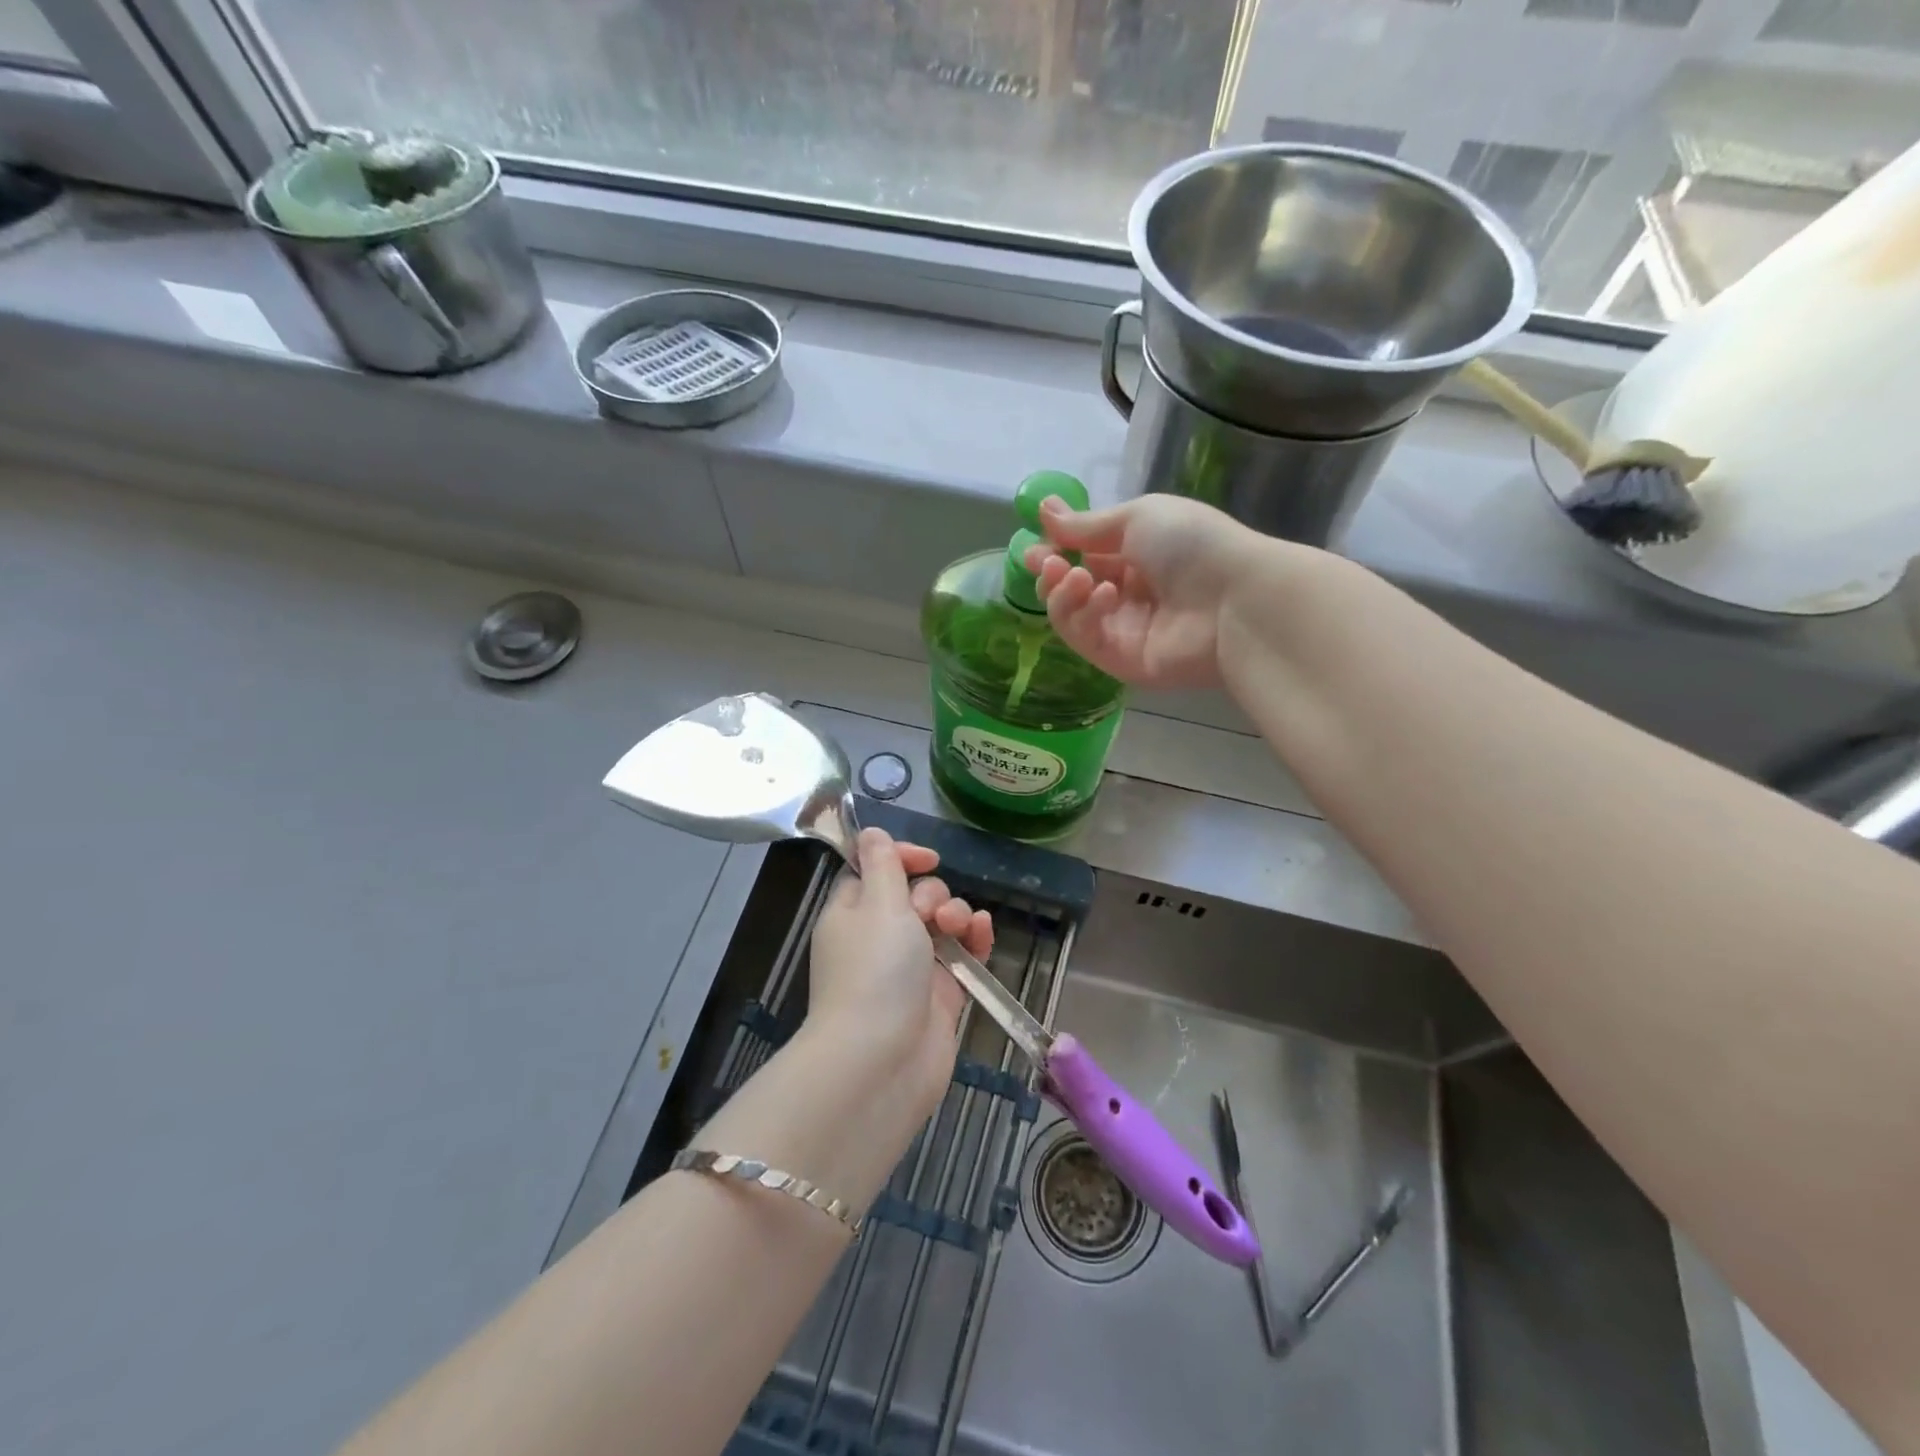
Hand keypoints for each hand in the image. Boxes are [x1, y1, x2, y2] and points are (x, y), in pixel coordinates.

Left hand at [807, 829, 993, 1117]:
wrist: (883, 1062)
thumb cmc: (875, 972)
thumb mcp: (877, 905)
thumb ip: (882, 864)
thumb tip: (870, 832)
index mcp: (852, 912)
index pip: (875, 869)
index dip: (901, 857)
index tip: (926, 858)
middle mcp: (879, 936)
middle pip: (914, 893)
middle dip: (932, 893)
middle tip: (930, 915)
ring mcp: (912, 965)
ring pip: (943, 921)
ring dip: (957, 913)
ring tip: (958, 929)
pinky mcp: (941, 991)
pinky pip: (963, 952)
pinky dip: (974, 939)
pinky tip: (983, 933)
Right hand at [1025, 494, 1269, 690]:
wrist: (1234, 599)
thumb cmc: (1191, 545)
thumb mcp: (1137, 518)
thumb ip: (1087, 525)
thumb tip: (1044, 509)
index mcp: (1137, 555)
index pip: (1083, 555)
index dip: (1056, 550)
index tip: (1034, 543)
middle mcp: (1128, 594)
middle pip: (1071, 589)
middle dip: (1051, 573)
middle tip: (1045, 562)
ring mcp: (1123, 630)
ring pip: (1070, 615)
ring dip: (1062, 593)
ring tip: (1075, 576)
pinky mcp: (1121, 662)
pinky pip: (1085, 639)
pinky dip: (1083, 615)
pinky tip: (1102, 596)